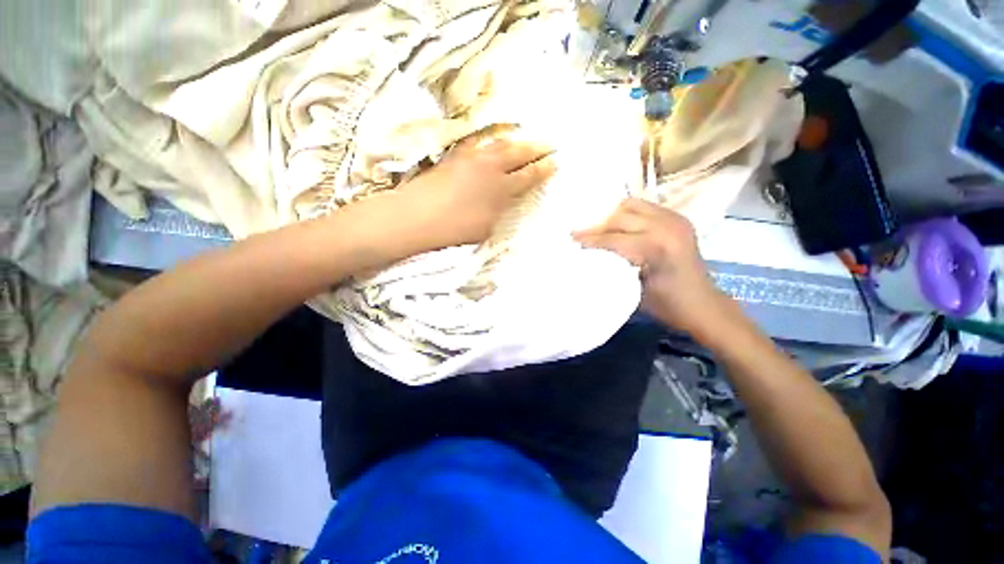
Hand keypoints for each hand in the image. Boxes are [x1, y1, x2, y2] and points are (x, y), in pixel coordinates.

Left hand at [397, 135, 556, 247]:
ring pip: (500, 144)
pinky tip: (494, 144)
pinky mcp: (455, 156)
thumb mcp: (486, 227)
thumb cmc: (454, 228)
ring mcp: (471, 158)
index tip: (555, 162)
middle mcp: (489, 167)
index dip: (543, 169)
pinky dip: (493, 143)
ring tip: (526, 139)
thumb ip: (500, 210)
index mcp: (500, 188)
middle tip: (550, 144)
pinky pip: (481, 144)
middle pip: (518, 152)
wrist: (415, 216)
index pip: (528, 175)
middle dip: (536, 148)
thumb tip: (506, 199)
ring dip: (517, 141)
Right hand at [574, 198, 725, 333]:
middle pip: (620, 216)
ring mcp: (675, 219)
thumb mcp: (633, 291)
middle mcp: (667, 226)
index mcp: (656, 248)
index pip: (612, 238)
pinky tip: (617, 226)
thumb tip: (588, 257)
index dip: (589, 239)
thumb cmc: (667, 305)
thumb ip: (611, 269)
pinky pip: (644, 207)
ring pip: (631, 205)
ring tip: (598, 229)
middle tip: (580, 234)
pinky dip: (627, 214)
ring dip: (611, 216)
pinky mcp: (677, 218)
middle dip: (597, 225)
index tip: (571, 239)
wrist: (703, 304)